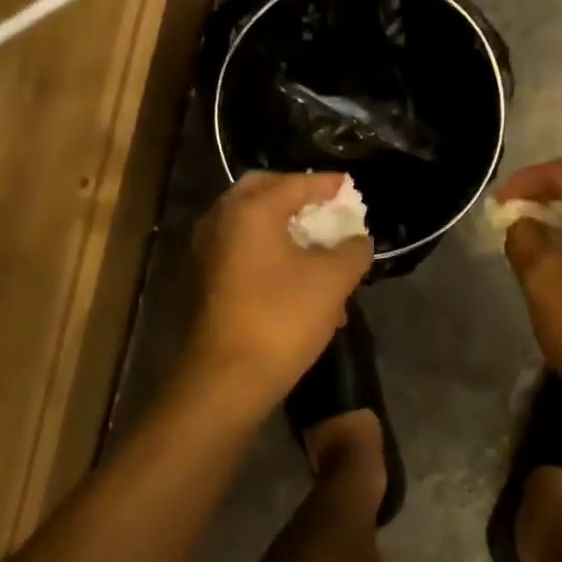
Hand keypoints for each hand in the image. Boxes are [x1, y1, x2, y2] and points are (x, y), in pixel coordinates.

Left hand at [182, 171, 373, 415]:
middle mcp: (220, 220)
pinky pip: (240, 251)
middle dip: (296, 197)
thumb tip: (358, 241)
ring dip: (283, 230)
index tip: (348, 187)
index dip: (327, 184)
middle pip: (262, 193)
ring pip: (250, 226)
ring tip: (316, 251)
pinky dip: (267, 254)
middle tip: (324, 209)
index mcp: (250, 210)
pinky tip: (295, 282)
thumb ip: (353, 250)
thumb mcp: (333, 280)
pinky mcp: (202, 280)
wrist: (226, 378)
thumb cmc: (282, 317)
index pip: (295, 183)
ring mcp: (205, 251)